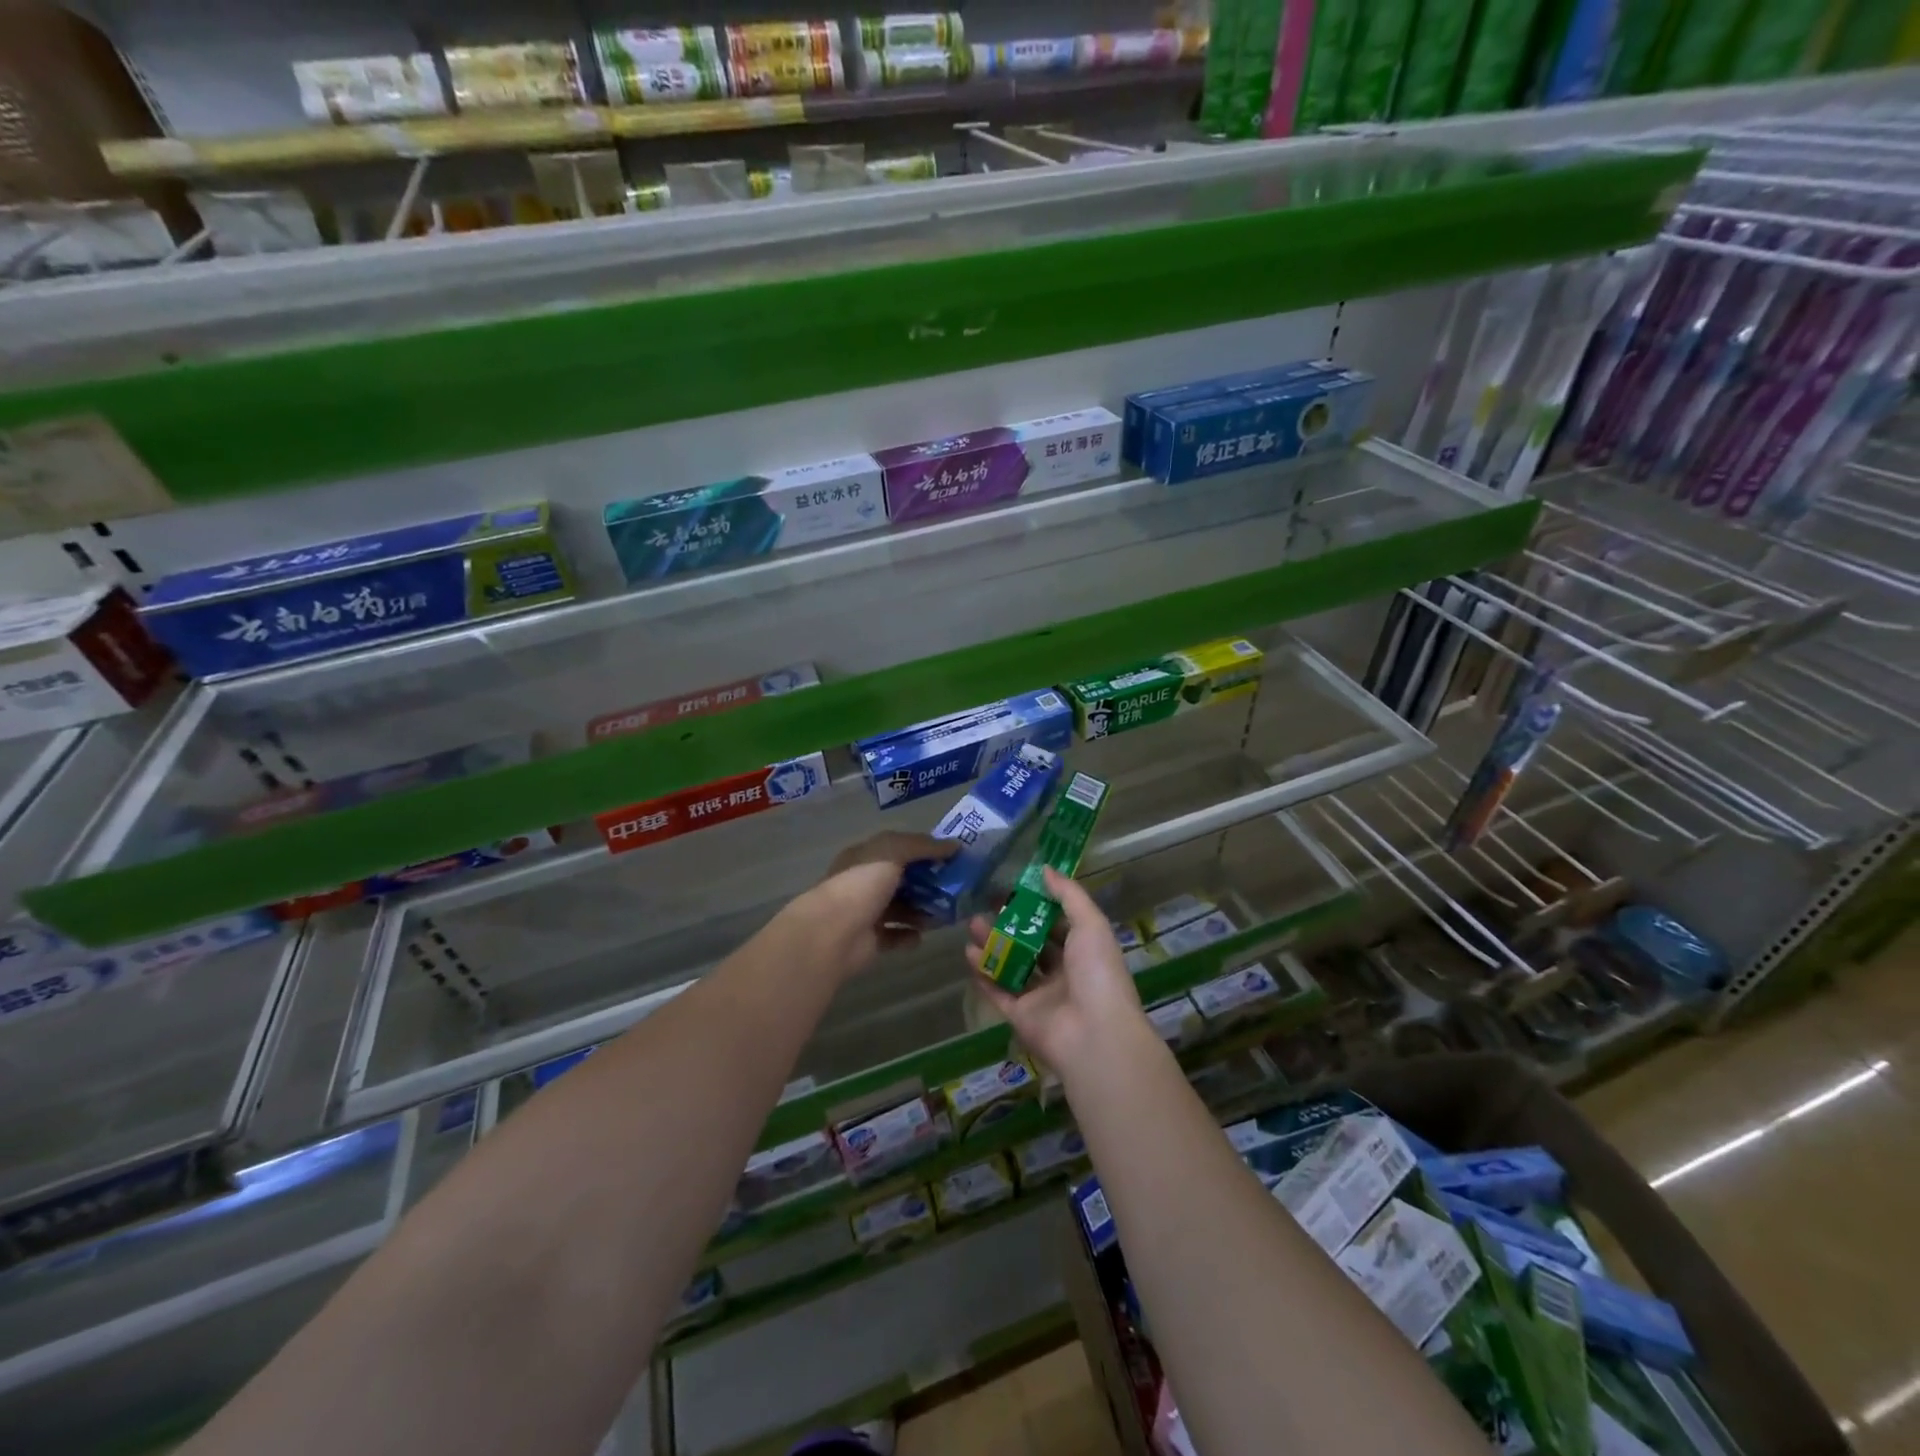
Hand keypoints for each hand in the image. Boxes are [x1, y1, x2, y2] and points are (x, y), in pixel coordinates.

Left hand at [795, 831, 957, 980]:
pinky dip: (910, 936)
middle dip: (929, 883)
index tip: (953, 857)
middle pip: (902, 880)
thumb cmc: (861, 884)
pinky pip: (896, 936)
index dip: (925, 851)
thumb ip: (923, 846)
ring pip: (901, 909)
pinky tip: (923, 936)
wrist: (832, 934)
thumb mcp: (893, 851)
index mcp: (865, 857)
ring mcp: (866, 913)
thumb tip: (955, 846)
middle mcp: (864, 883)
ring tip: (946, 914)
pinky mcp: (870, 941)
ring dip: (923, 911)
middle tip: (956, 888)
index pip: (899, 849)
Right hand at [966, 868, 1152, 1079]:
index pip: (1059, 925)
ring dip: (993, 945)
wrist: (1094, 1034)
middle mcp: (1063, 974)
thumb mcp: (1091, 924)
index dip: (1039, 907)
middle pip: (1031, 945)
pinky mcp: (1020, 1016)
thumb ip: (1068, 895)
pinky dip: (983, 973)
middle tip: (987, 905)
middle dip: (1010, 925)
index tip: (1015, 888)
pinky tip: (968, 953)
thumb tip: (1045, 868)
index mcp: (1084, 953)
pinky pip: (998, 991)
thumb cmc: (1097, 973)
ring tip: (972, 924)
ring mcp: (1040, 997)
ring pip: (1011, 966)